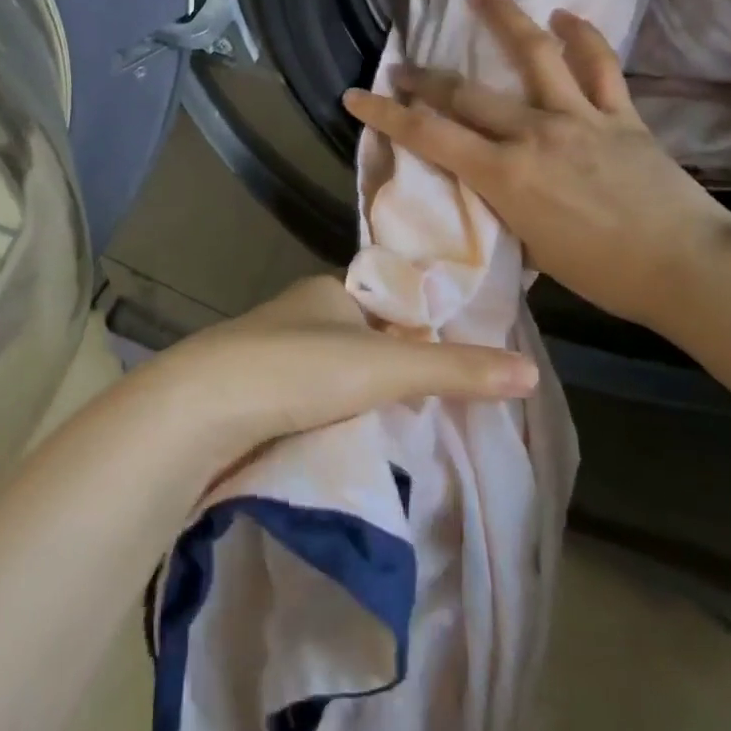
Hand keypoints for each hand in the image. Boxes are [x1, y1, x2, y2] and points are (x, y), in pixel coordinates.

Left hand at [143, 275, 537, 464]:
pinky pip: (307, 400)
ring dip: (360, 397)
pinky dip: (331, 417)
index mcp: (329, 289)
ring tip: (402, 430)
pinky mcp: (254, 394)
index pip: (390, 301)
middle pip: (362, 338)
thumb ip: (454, 369)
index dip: (422, 327)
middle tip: (437, 406)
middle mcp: (300, 313)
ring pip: (333, 373)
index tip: (457, 362)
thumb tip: (529, 371)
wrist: (201, 410)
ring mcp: (272, 353)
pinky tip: (350, 441)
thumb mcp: (385, 367)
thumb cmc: (297, 369)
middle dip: (393, 369)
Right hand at [342, 0, 730, 332]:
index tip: (356, 96)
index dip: (386, 114)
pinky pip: (599, 65)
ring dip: (503, 19)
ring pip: (535, 54)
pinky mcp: (620, 114)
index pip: (429, 136)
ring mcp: (580, 117)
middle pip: (466, 93)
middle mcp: (535, 134)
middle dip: (425, 79)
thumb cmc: (605, 275)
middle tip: (403, 68)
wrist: (690, 268)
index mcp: (506, 174)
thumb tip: (495, 182)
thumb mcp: (533, 246)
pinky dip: (582, 36)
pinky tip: (565, 15)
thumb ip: (506, 204)